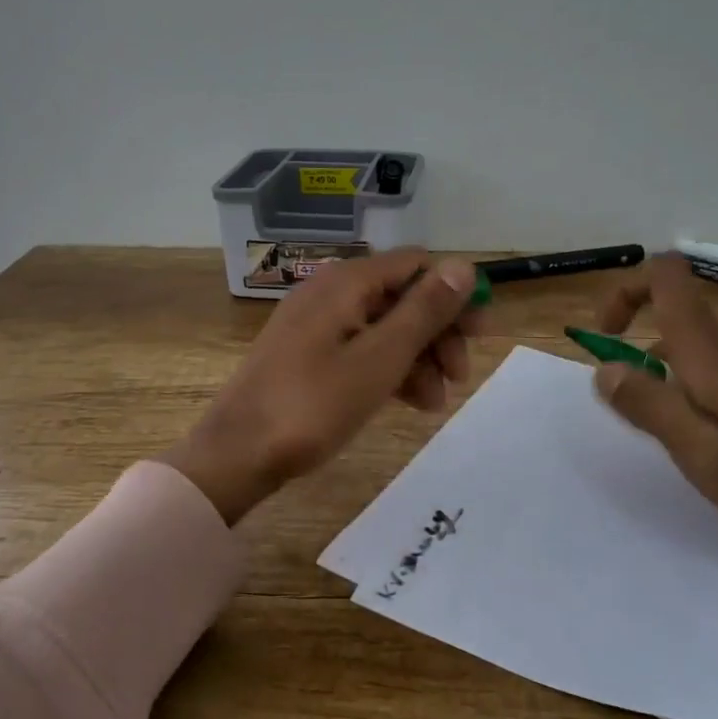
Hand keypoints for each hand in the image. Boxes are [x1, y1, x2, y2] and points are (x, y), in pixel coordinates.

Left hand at [163, 250, 484, 523]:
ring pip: (384, 326)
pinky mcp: (308, 353)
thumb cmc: (314, 404)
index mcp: (348, 282)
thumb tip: (464, 265)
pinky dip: (389, 368)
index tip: (481, 333)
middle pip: (402, 296)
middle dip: (438, 332)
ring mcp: (317, 323)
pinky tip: (409, 402)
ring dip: (418, 357)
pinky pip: (361, 347)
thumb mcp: (380, 358)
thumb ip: (424, 310)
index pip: (416, 265)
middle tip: (462, 374)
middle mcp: (332, 291)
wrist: (236, 453)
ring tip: (436, 403)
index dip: (453, 293)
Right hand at [590, 255, 717, 666]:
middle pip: (682, 325)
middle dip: (652, 368)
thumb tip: (605, 368)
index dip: (626, 292)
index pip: (666, 277)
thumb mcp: (711, 460)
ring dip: (689, 392)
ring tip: (714, 459)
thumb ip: (651, 408)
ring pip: (713, 357)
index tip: (610, 339)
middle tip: (662, 435)